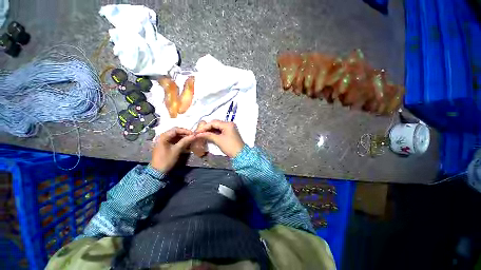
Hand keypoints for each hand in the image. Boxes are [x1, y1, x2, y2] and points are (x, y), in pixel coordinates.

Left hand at [150, 127, 195, 172]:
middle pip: (175, 132)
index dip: (185, 131)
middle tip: (192, 137)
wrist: (157, 171)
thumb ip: (185, 141)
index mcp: (163, 136)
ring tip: (190, 140)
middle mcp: (162, 137)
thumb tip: (194, 135)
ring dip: (183, 137)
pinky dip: (180, 141)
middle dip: (185, 134)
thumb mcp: (176, 150)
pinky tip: (185, 143)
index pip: (176, 130)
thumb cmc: (166, 159)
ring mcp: (163, 141)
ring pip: (175, 136)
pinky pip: (174, 140)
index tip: (193, 134)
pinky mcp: (165, 145)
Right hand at [195, 120, 244, 157]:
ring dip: (210, 130)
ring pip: (218, 127)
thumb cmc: (230, 147)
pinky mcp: (230, 132)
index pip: (213, 123)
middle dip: (207, 128)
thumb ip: (208, 135)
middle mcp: (229, 124)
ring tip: (202, 134)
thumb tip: (198, 134)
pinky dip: (215, 133)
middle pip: (215, 123)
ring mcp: (230, 128)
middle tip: (199, 133)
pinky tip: (209, 135)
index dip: (204, 127)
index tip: (197, 132)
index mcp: (227, 124)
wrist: (240, 154)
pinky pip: (220, 130)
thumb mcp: (218, 140)